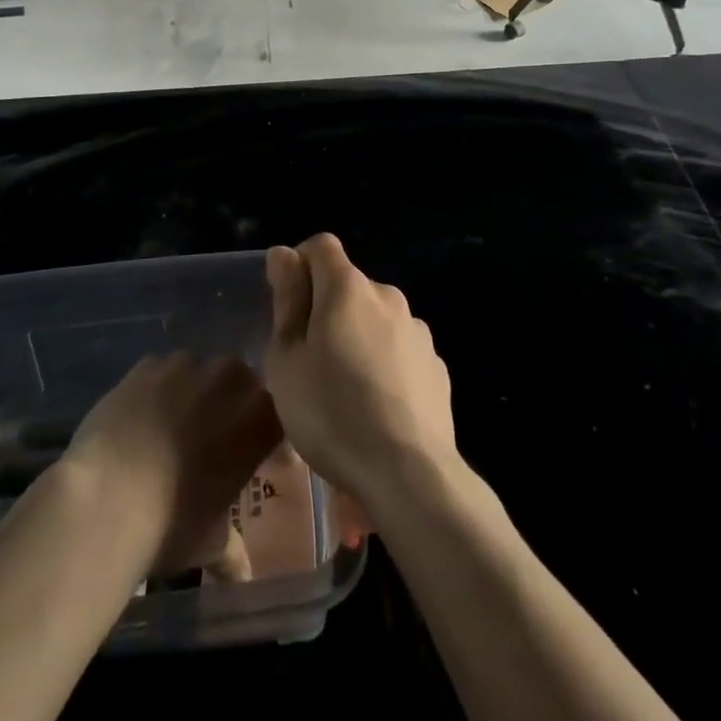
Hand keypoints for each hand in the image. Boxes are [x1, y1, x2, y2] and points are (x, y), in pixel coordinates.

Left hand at [61, 353, 282, 578]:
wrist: (107, 497)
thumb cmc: (173, 523)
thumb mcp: (210, 543)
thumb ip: (231, 549)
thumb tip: (241, 572)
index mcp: (257, 420)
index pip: (280, 415)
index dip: (272, 436)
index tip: (266, 459)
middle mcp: (227, 381)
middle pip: (240, 381)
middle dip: (233, 402)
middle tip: (217, 436)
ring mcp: (184, 367)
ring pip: (198, 371)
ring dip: (193, 391)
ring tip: (175, 423)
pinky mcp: (144, 365)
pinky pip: (159, 371)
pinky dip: (156, 389)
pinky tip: (142, 416)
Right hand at [264, 235, 457, 512]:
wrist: (410, 475)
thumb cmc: (332, 413)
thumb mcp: (287, 359)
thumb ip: (287, 300)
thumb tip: (284, 254)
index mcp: (348, 288)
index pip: (321, 246)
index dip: (299, 265)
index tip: (287, 306)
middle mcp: (387, 296)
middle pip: (348, 285)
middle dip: (325, 308)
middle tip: (307, 359)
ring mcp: (417, 331)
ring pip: (375, 319)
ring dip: (356, 337)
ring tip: (343, 390)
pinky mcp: (436, 366)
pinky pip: (399, 349)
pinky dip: (384, 363)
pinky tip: (376, 407)